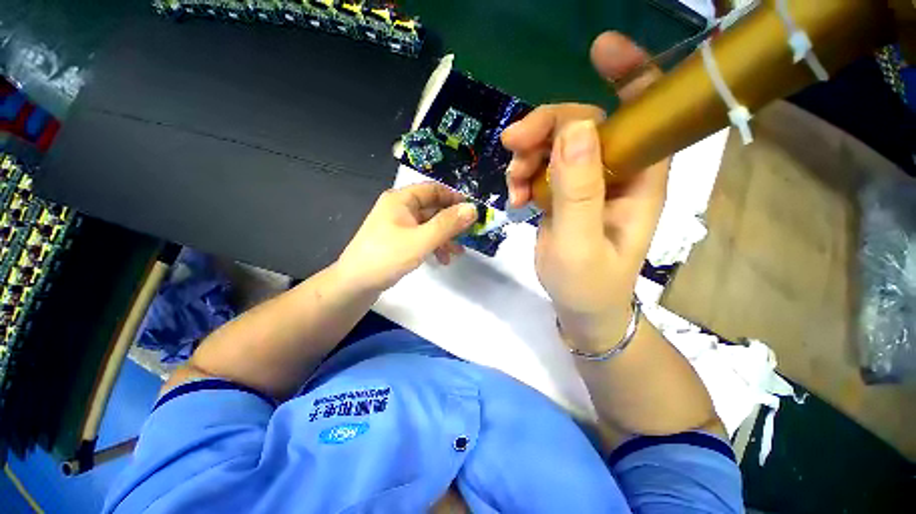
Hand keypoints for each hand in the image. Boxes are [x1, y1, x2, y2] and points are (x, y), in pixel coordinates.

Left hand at [336, 182, 477, 291]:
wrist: (354, 284)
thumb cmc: (387, 257)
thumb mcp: (421, 240)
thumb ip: (448, 224)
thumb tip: (473, 209)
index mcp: (401, 199)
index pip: (434, 189)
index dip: (454, 198)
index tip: (472, 211)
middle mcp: (399, 208)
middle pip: (432, 208)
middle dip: (451, 223)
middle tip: (468, 235)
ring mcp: (398, 225)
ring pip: (429, 225)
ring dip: (444, 237)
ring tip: (457, 253)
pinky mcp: (398, 241)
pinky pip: (421, 237)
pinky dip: (433, 246)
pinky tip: (442, 259)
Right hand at [502, 32, 669, 348]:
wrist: (579, 307)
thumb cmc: (588, 283)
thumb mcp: (580, 242)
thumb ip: (579, 190)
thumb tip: (575, 128)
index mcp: (640, 179)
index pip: (645, 112)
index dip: (630, 74)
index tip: (599, 50)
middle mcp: (617, 172)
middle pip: (583, 123)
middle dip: (546, 128)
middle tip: (513, 146)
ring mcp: (587, 182)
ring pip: (556, 145)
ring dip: (528, 156)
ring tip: (513, 187)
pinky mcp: (564, 193)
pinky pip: (541, 167)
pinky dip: (523, 175)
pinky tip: (515, 197)